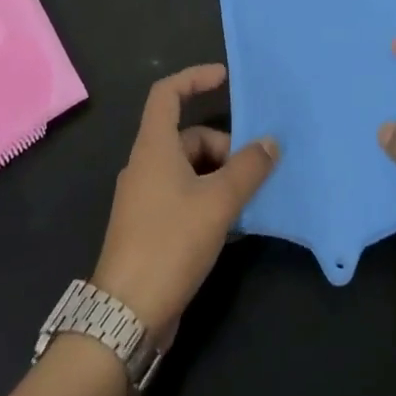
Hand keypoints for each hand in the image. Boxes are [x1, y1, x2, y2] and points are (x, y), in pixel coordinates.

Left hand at [91, 64, 278, 341]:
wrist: (126, 316)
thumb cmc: (169, 243)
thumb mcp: (218, 202)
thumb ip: (248, 168)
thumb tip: (270, 143)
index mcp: (154, 148)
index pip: (167, 93)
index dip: (195, 78)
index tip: (225, 79)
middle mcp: (146, 166)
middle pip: (188, 137)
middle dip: (224, 147)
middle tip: (253, 171)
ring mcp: (147, 199)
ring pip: (190, 170)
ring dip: (221, 177)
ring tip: (249, 200)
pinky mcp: (151, 228)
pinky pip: (186, 197)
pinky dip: (210, 200)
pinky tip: (234, 225)